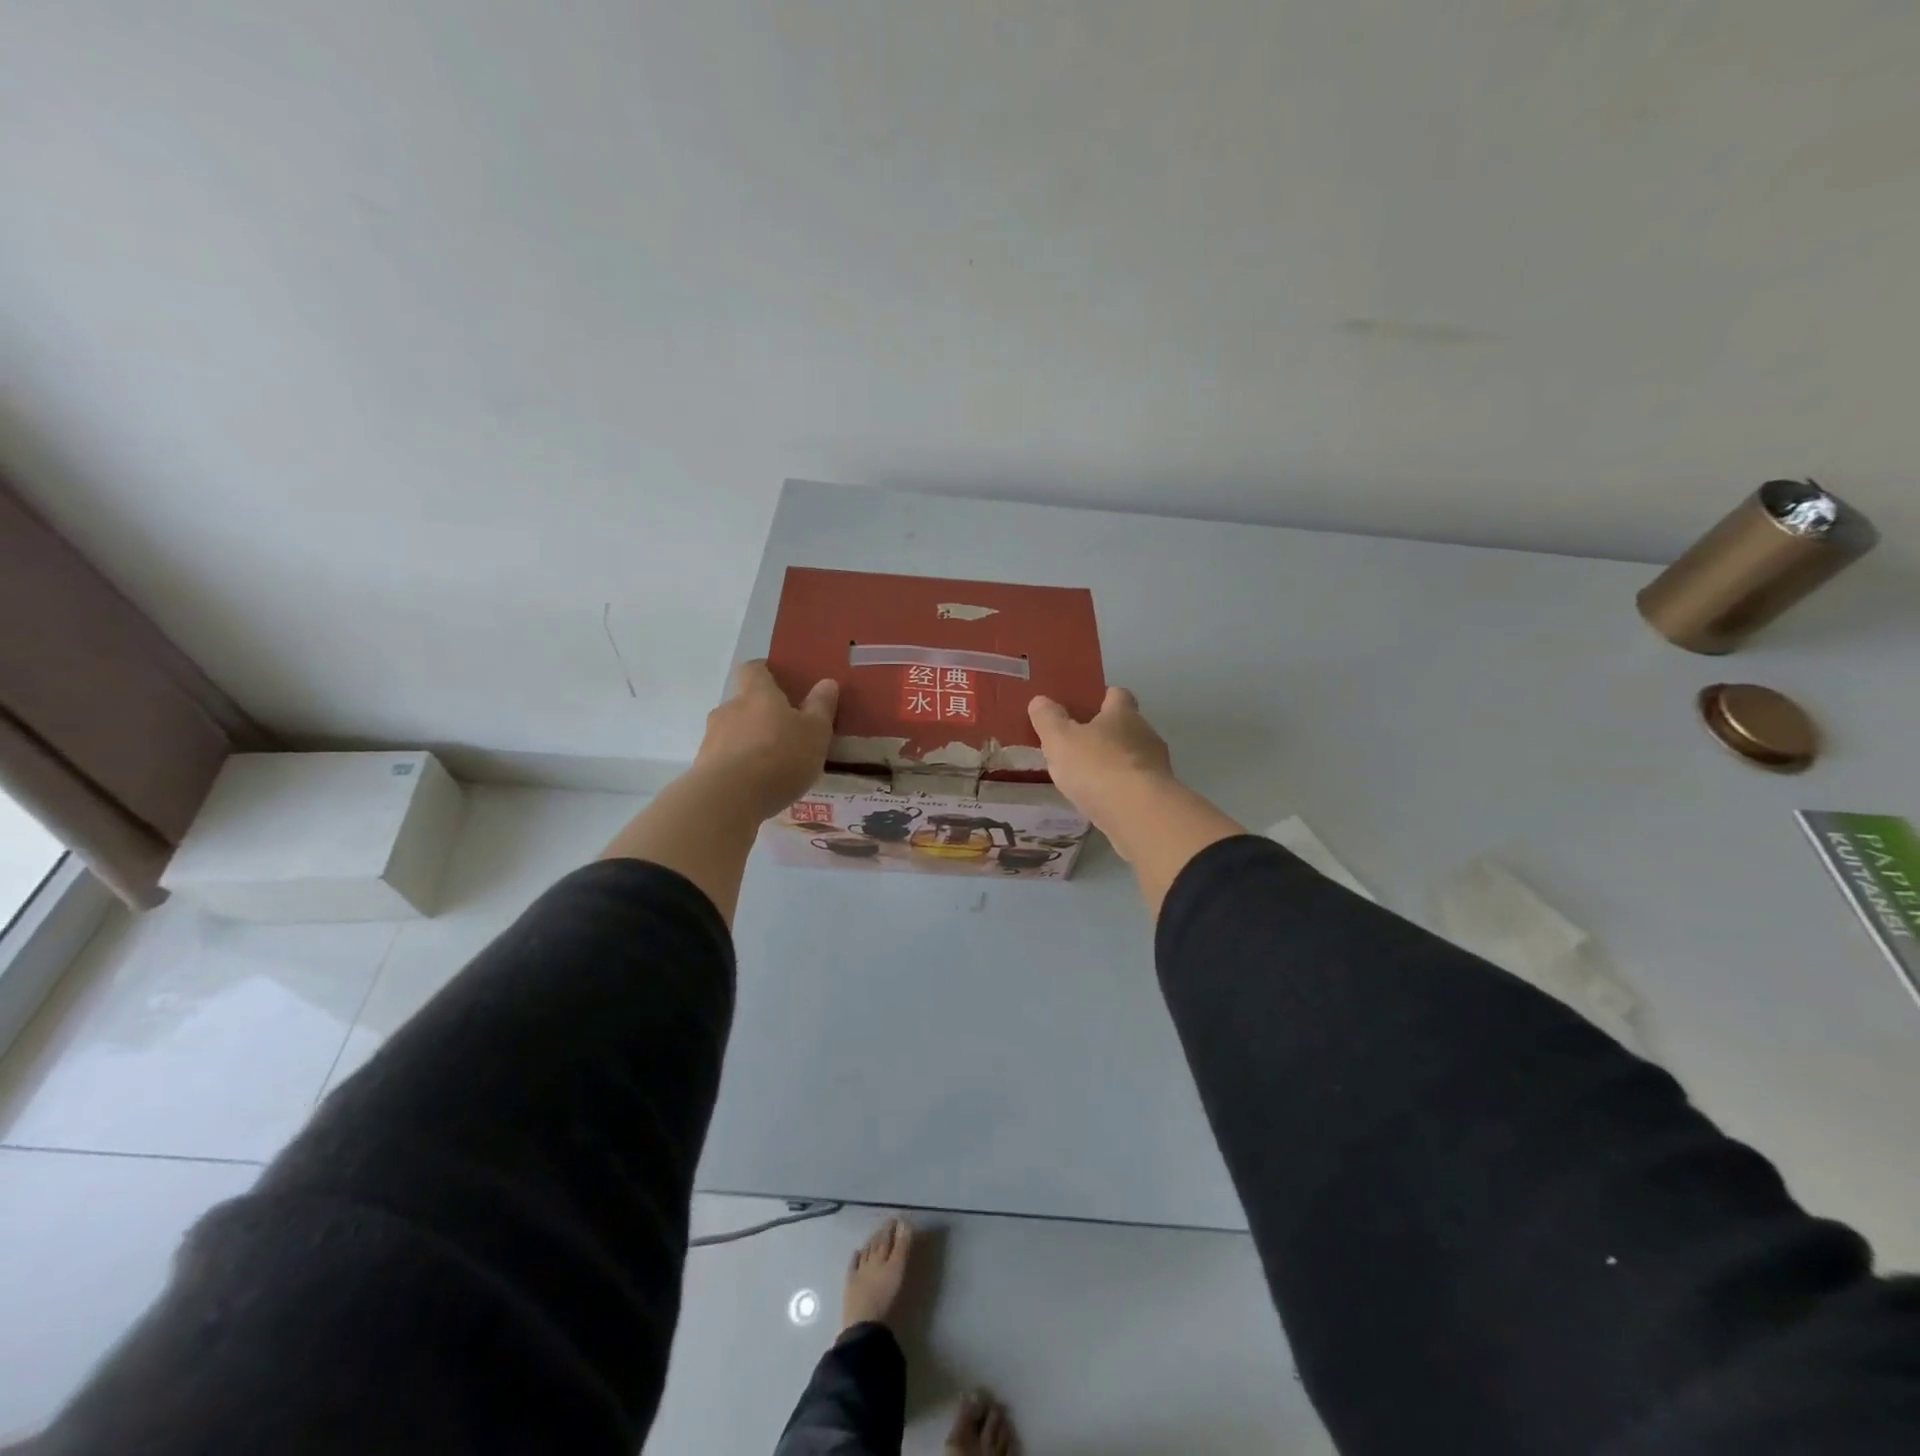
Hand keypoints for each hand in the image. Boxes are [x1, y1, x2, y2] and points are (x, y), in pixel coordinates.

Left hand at [694, 661, 838, 822]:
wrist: (728, 799)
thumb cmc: (779, 756)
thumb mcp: (815, 731)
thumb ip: (821, 706)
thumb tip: (827, 682)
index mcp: (757, 693)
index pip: (754, 669)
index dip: (765, 672)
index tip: (780, 683)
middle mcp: (729, 709)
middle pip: (743, 703)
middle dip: (761, 715)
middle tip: (785, 733)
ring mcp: (711, 738)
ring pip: (733, 732)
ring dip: (749, 742)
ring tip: (772, 765)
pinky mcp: (702, 767)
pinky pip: (725, 759)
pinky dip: (739, 767)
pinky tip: (755, 786)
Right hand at [1028, 687, 1173, 833]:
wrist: (1139, 813)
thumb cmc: (1097, 767)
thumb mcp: (1060, 740)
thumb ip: (1048, 719)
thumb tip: (1040, 700)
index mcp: (1123, 714)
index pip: (1118, 695)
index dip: (1103, 698)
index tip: (1086, 707)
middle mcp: (1145, 734)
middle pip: (1127, 726)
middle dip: (1106, 734)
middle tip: (1080, 745)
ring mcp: (1156, 766)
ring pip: (1133, 757)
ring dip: (1115, 763)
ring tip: (1089, 778)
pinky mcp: (1158, 795)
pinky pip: (1136, 784)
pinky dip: (1122, 788)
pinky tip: (1104, 801)